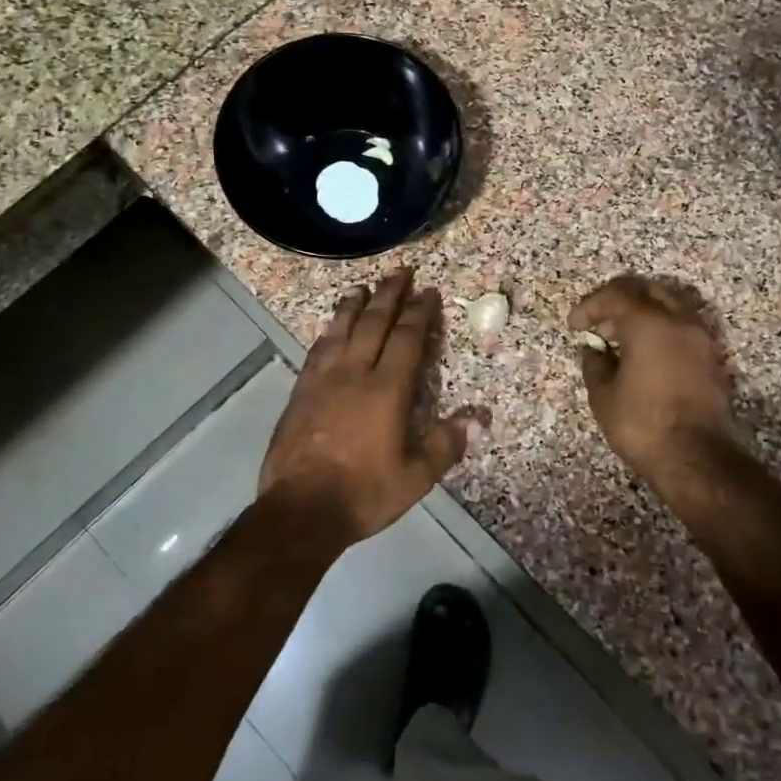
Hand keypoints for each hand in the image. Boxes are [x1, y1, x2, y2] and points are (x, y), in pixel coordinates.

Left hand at [260, 270, 478, 543]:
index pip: (406, 339)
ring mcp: (323, 379)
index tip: (428, 292)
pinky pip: (317, 350)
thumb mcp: (416, 476)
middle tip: (400, 272)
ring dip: (354, 305)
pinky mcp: (300, 391)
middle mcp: (354, 373)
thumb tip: (479, 419)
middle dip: (389, 295)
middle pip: (373, 323)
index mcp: (386, 389)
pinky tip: (330, 328)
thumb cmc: (364, 492)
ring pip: (341, 330)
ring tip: (362, 287)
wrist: (301, 508)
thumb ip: (447, 444)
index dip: (419, 312)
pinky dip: (329, 332)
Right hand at [568, 275, 734, 483]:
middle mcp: (679, 321)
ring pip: (670, 305)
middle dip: (619, 300)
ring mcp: (701, 338)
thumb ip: (595, 364)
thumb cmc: (642, 424)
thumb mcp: (603, 395)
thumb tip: (594, 351)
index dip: (590, 306)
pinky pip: (683, 327)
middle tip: (600, 323)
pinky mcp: (712, 358)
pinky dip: (662, 329)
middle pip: (647, 290)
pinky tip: (646, 355)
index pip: (615, 295)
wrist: (696, 458)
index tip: (575, 326)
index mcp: (649, 323)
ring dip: (643, 313)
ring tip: (622, 339)